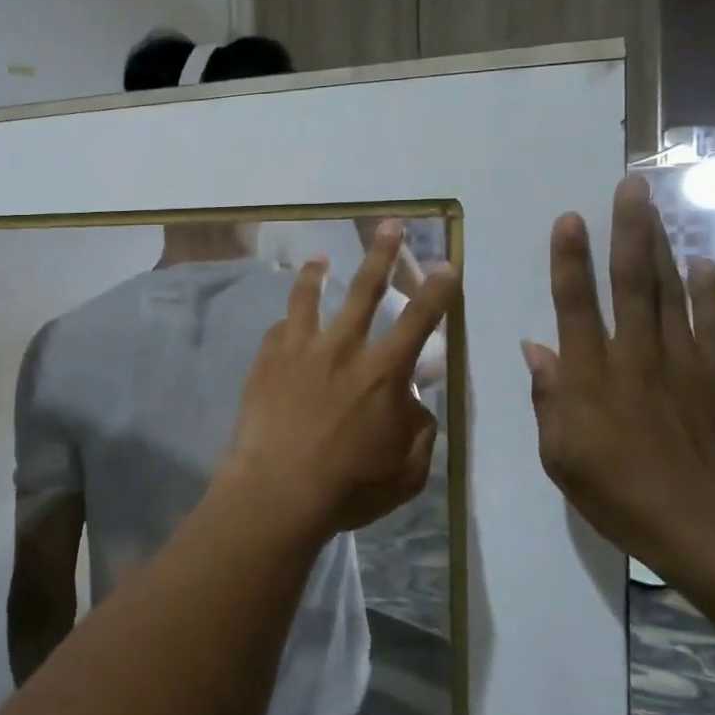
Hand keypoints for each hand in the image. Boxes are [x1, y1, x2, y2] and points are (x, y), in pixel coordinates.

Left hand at [226, 223, 459, 536]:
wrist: (278, 489)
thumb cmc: (349, 486)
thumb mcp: (407, 471)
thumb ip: (419, 431)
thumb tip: (414, 404)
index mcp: (383, 372)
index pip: (421, 320)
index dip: (438, 290)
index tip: (447, 264)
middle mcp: (343, 348)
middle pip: (366, 289)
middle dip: (382, 253)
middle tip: (390, 225)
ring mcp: (300, 349)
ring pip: (310, 297)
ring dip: (317, 274)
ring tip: (319, 259)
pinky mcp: (267, 359)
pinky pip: (279, 328)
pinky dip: (287, 322)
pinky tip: (285, 322)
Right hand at [522, 176, 714, 585]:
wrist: (709, 531)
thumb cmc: (619, 495)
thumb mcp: (560, 455)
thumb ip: (548, 398)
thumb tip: (535, 349)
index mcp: (590, 377)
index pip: (575, 305)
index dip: (569, 260)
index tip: (570, 219)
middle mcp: (636, 357)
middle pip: (632, 283)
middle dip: (629, 231)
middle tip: (632, 186)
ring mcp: (685, 364)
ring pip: (672, 293)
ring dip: (663, 247)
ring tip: (657, 209)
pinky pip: (714, 325)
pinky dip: (710, 292)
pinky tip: (705, 265)